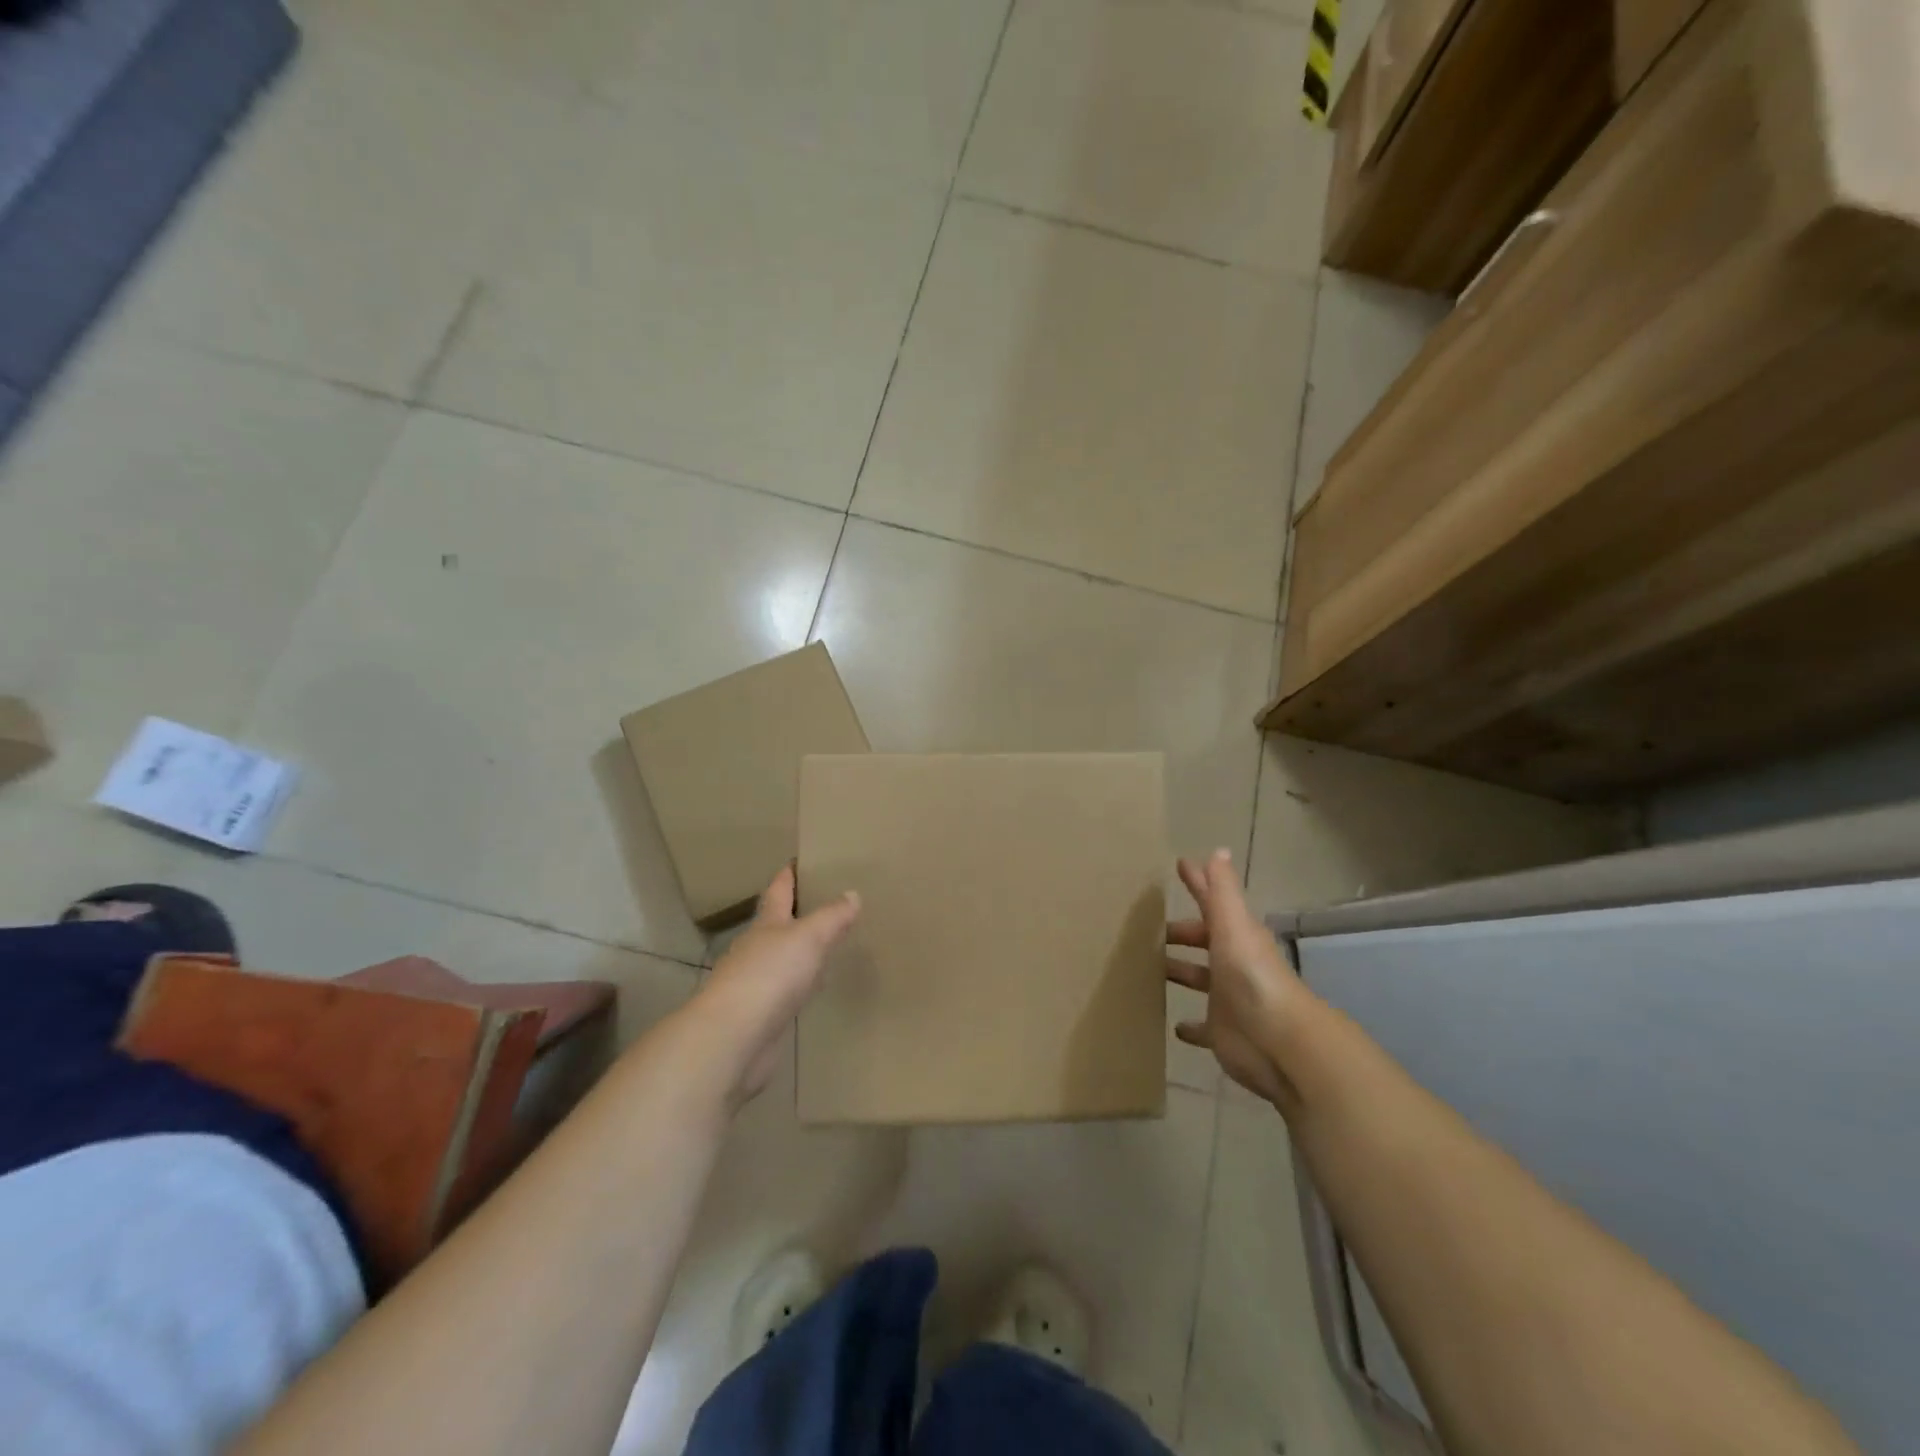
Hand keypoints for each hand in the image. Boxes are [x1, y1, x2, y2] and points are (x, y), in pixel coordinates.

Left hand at [695, 865, 859, 1107]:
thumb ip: (832, 917)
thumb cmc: (770, 975)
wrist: (733, 1037)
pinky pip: (786, 990)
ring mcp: (756, 983)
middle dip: (798, 913)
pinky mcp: (761, 1014)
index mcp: (766, 924)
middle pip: (778, 924)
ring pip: (782, 958)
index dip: (789, 875)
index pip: (778, 890)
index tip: (800, 860)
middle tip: (826, 901)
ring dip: (800, 950)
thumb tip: (852, 893)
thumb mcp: (808, 937)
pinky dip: (801, 983)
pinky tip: (815, 987)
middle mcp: (757, 948)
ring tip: (828, 943)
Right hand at [1166, 849, 1310, 1110]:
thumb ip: (1222, 891)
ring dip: (1180, 971)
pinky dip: (1190, 1026)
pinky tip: (1174, 1026)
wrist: (1280, 1042)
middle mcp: (1233, 963)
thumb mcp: (1233, 926)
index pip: (1212, 902)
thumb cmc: (1252, 977)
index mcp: (1236, 936)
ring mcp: (1228, 999)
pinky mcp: (1222, 1032)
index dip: (1198, 884)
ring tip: (1150, 967)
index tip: (1180, 865)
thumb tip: (1218, 850)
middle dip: (1182, 933)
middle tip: (1149, 928)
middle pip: (1204, 941)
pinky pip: (1203, 1027)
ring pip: (1199, 979)